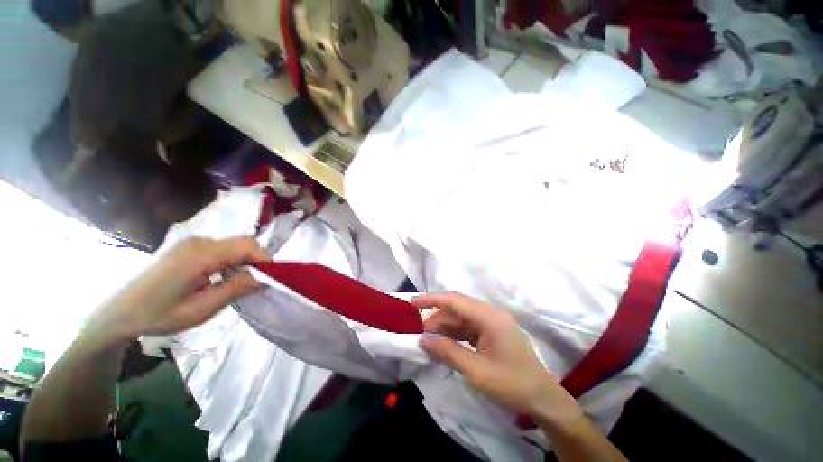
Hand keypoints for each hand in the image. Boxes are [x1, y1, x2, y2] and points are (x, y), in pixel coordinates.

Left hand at [90, 236, 266, 343]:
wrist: (118, 313)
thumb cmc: (159, 314)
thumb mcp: (201, 308)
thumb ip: (236, 288)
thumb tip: (266, 277)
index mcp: (200, 254)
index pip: (248, 246)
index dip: (264, 260)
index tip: (269, 280)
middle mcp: (199, 241)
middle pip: (243, 242)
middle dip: (256, 261)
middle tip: (253, 284)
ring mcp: (192, 242)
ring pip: (234, 245)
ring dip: (243, 261)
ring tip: (237, 283)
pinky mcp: (188, 246)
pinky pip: (221, 248)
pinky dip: (231, 260)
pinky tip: (220, 277)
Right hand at [415, 292, 580, 423]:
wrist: (542, 398)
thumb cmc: (512, 384)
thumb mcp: (477, 371)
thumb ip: (448, 352)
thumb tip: (423, 340)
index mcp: (489, 317)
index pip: (455, 300)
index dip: (432, 299)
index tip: (413, 303)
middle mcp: (489, 314)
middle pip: (456, 309)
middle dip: (437, 319)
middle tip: (420, 335)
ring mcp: (491, 322)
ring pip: (460, 319)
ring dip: (444, 328)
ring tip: (429, 343)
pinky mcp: (491, 332)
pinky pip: (467, 328)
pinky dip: (454, 335)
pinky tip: (444, 345)